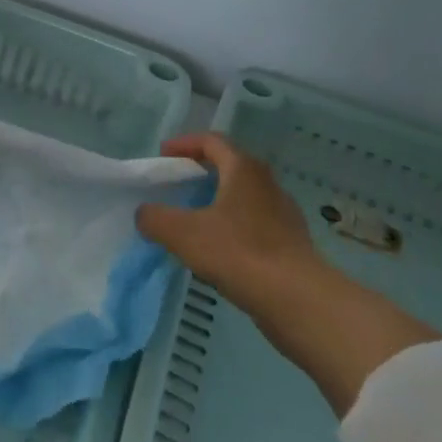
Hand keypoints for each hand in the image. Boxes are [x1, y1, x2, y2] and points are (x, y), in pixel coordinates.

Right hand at [136, 133, 322, 307]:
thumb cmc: (237, 252)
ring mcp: (283, 214)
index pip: (212, 141)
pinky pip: (254, 224)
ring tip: (194, 220)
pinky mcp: (290, 242)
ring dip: (217, 202)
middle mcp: (267, 184)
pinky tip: (218, 250)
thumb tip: (145, 214)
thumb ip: (155, 218)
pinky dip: (232, 228)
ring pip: (244, 197)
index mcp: (243, 169)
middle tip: (177, 186)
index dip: (184, 144)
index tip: (163, 156)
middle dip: (201, 172)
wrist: (296, 299)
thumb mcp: (182, 233)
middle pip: (231, 166)